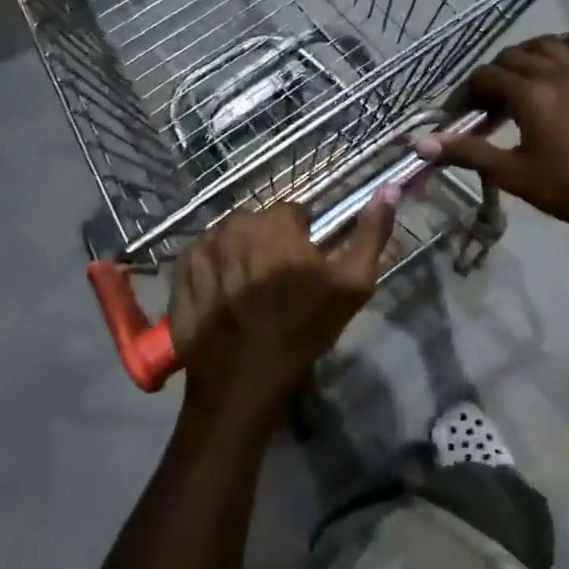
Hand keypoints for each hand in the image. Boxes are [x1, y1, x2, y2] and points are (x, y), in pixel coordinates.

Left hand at [170, 196, 397, 427]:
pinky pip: (200, 260)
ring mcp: (200, 249)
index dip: (304, 240)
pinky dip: (212, 272)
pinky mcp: (178, 275)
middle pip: (259, 225)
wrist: (244, 381)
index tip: (306, 270)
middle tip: (279, 286)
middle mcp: (233, 225)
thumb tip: (389, 188)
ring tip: (250, 296)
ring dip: (240, 257)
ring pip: (229, 240)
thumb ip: (372, 233)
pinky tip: (223, 300)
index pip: (294, 214)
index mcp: (275, 222)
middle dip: (269, 245)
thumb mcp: (353, 284)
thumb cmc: (303, 329)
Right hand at [415, 31, 568, 248]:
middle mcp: (559, 72)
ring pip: (553, 45)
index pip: (486, 77)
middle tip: (487, 106)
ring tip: (521, 76)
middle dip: (494, 75)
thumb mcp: (514, 175)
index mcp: (531, 94)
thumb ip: (467, 153)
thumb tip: (420, 143)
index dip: (465, 92)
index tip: (459, 115)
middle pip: (515, 57)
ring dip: (530, 54)